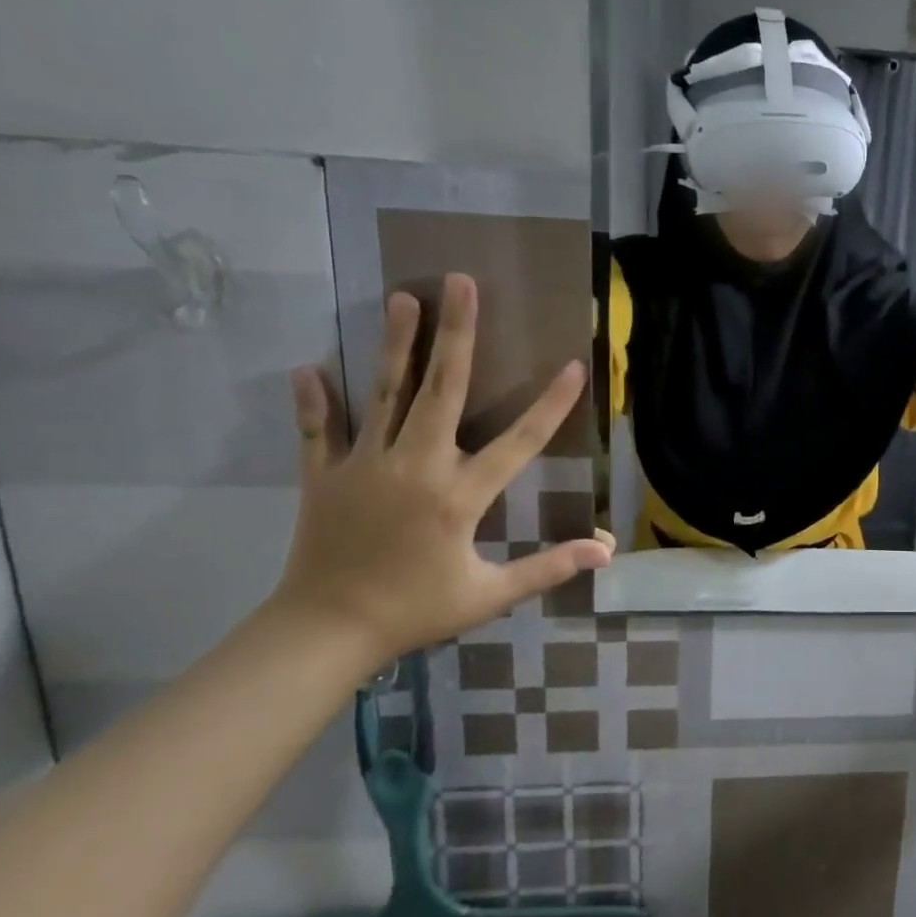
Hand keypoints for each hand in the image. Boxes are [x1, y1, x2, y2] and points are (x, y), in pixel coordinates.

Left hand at [268, 273, 611, 673]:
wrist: (324, 634)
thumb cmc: (415, 611)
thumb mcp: (489, 595)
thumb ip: (548, 568)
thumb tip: (605, 552)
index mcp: (460, 495)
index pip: (519, 442)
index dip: (551, 404)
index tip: (573, 366)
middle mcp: (416, 466)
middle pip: (442, 390)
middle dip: (456, 334)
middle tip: (461, 283)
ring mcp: (365, 466)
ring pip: (385, 395)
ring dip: (396, 344)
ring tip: (403, 297)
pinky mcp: (323, 476)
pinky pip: (318, 431)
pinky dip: (315, 401)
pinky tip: (310, 366)